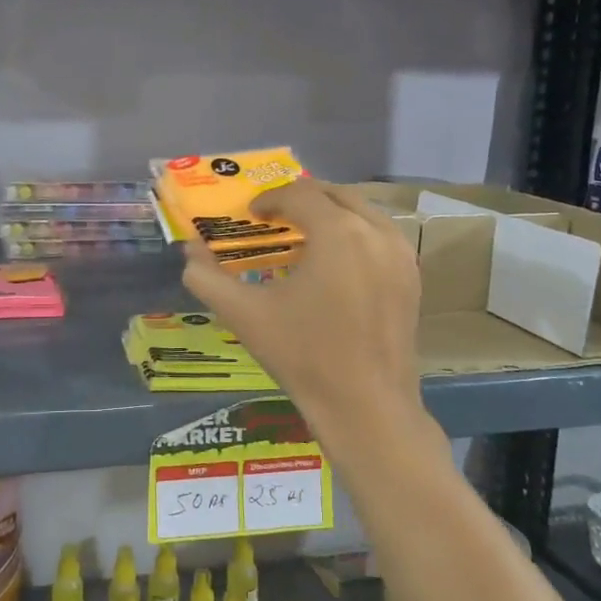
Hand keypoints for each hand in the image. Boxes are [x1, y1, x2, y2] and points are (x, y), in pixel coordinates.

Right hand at [181, 178, 436, 449]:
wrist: (366, 407)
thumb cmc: (303, 357)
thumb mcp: (245, 315)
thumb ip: (207, 277)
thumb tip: (188, 250)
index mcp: (338, 232)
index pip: (299, 193)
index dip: (269, 199)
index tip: (250, 215)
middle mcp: (376, 231)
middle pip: (334, 193)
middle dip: (301, 198)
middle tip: (274, 218)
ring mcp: (401, 254)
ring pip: (362, 211)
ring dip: (330, 213)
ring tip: (303, 235)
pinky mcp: (412, 276)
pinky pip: (381, 235)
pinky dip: (354, 233)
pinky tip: (334, 262)